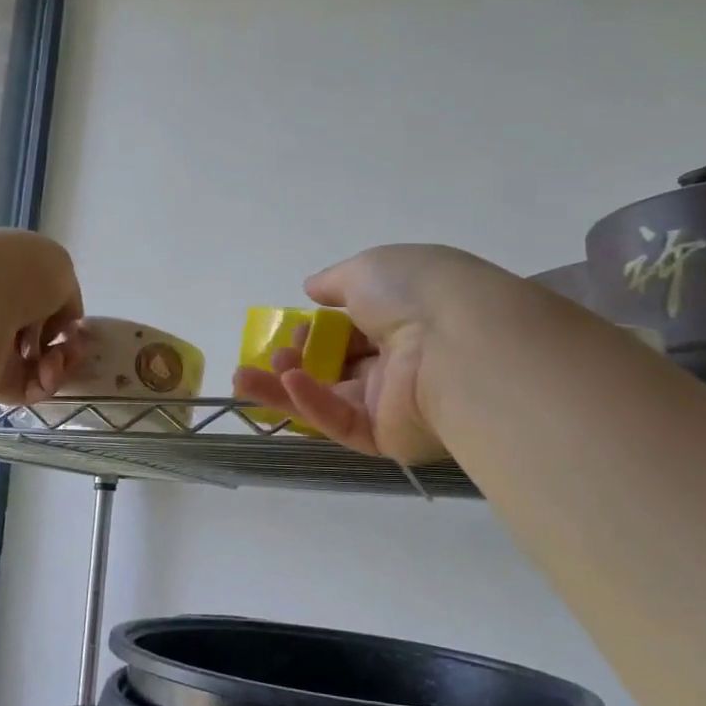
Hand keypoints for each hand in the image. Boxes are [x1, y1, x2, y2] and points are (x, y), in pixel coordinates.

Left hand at [0, 231, 87, 403]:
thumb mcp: (59, 267)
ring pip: (36, 366)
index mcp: (3, 278)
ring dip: (59, 364)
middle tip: (72, 345)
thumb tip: (61, 324)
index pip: (37, 301)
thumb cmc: (15, 273)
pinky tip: (48, 370)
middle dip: (64, 343)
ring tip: (58, 357)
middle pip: (37, 336)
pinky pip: (27, 389)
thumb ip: (66, 296)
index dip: (61, 313)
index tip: (73, 321)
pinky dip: (46, 383)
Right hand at [232, 244, 508, 462]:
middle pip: (336, 366)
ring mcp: (394, 402)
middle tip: (271, 353)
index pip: (352, 329)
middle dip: (297, 359)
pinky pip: (342, 421)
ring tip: (244, 377)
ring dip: (285, 387)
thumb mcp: (367, 268)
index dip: (317, 329)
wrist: (461, 343)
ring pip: (329, 399)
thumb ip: (334, 281)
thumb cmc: (416, 294)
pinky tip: (286, 384)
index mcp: (402, 317)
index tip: (294, 326)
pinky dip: (311, 403)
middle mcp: (399, 361)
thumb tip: (311, 287)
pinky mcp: (388, 436)